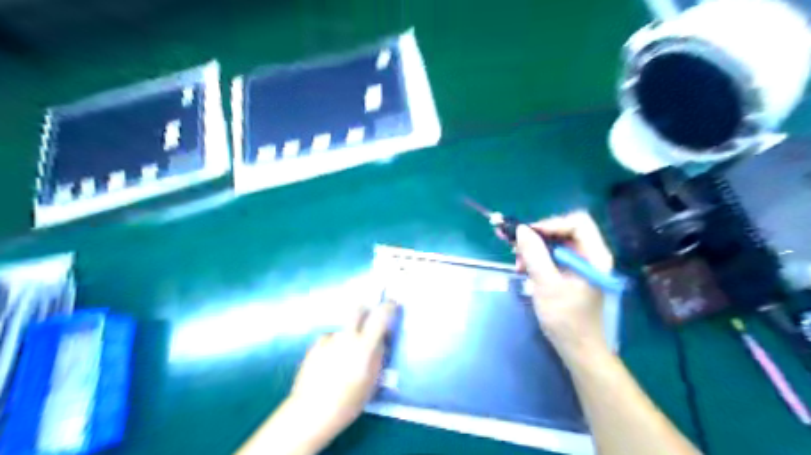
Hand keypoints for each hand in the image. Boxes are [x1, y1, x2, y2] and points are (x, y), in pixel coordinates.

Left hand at [287, 300, 397, 437]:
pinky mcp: (315, 346)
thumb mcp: (371, 382)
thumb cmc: (348, 402)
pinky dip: (334, 346)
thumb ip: (378, 357)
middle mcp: (346, 336)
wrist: (311, 412)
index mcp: (364, 345)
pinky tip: (330, 363)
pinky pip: (330, 339)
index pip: (380, 316)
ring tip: (345, 357)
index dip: (388, 307)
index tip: (393, 305)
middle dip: (366, 311)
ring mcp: (329, 339)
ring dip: (348, 336)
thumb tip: (380, 342)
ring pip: (344, 328)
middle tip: (369, 323)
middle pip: (358, 309)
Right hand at [512, 211, 614, 352]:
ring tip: (517, 263)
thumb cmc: (566, 319)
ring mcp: (580, 264)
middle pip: (563, 230)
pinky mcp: (570, 273)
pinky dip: (536, 259)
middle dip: (536, 237)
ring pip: (554, 243)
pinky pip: (551, 256)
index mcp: (594, 255)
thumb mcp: (547, 285)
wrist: (577, 348)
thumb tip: (521, 229)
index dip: (551, 223)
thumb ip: (534, 254)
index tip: (527, 235)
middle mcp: (590, 255)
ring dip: (533, 249)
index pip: (577, 222)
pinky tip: (523, 269)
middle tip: (514, 248)